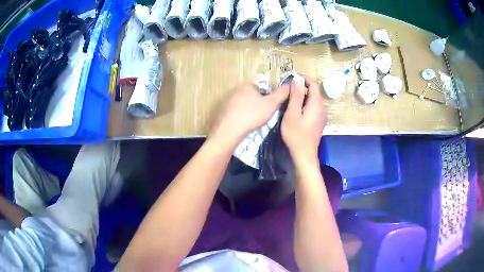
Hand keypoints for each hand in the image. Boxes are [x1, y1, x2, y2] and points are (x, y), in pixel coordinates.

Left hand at [210, 83, 288, 145]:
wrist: (228, 132)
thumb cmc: (252, 115)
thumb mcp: (271, 104)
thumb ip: (282, 93)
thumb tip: (293, 83)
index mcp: (247, 85)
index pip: (263, 88)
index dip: (270, 99)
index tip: (272, 109)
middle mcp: (235, 90)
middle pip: (253, 96)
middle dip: (259, 105)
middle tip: (264, 117)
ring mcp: (227, 101)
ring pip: (244, 105)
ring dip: (250, 111)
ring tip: (254, 123)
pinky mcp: (222, 112)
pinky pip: (236, 112)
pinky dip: (240, 117)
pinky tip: (243, 125)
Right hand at [281, 75, 325, 161]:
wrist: (304, 155)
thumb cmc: (296, 135)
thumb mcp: (292, 114)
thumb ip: (295, 95)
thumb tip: (297, 79)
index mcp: (316, 104)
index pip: (313, 84)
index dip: (304, 78)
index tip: (292, 76)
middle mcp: (322, 108)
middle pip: (313, 92)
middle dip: (302, 87)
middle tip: (287, 88)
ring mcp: (321, 116)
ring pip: (313, 100)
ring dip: (302, 96)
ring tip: (289, 98)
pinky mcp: (318, 122)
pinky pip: (313, 107)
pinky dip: (305, 104)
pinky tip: (296, 109)